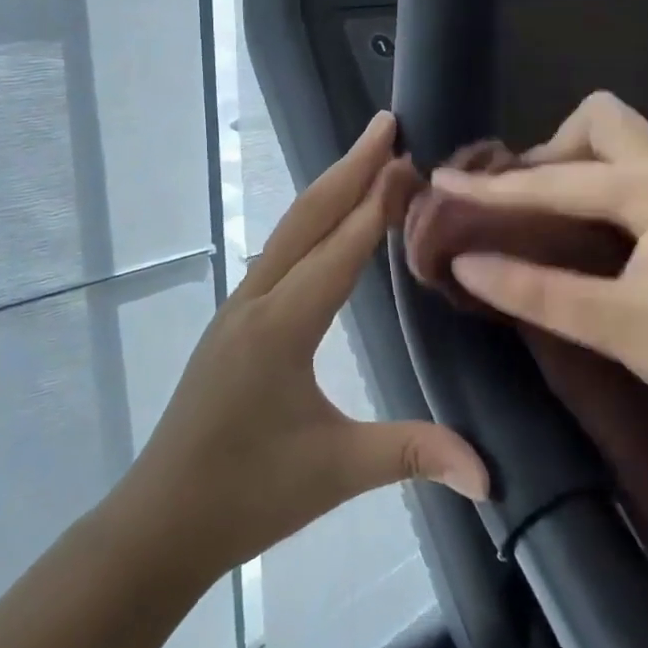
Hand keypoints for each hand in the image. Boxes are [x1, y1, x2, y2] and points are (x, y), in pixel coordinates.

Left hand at [127, 111, 486, 581]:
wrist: (158, 523)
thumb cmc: (245, 495)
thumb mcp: (335, 473)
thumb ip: (412, 455)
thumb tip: (490, 474)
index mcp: (281, 327)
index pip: (339, 250)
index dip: (377, 203)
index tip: (409, 158)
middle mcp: (256, 302)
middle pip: (307, 219)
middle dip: (349, 168)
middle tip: (386, 124)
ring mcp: (238, 309)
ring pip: (288, 232)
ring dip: (329, 190)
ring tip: (366, 158)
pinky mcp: (234, 323)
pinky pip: (278, 255)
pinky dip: (311, 223)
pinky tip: (328, 223)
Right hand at [433, 92, 647, 440]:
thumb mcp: (620, 328)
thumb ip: (539, 292)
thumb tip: (467, 264)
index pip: (557, 179)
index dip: (495, 186)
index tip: (444, 181)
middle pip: (599, 121)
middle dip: (549, 150)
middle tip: (519, 202)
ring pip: (617, 141)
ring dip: (572, 164)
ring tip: (539, 214)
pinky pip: (630, 169)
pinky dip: (594, 183)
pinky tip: (577, 226)